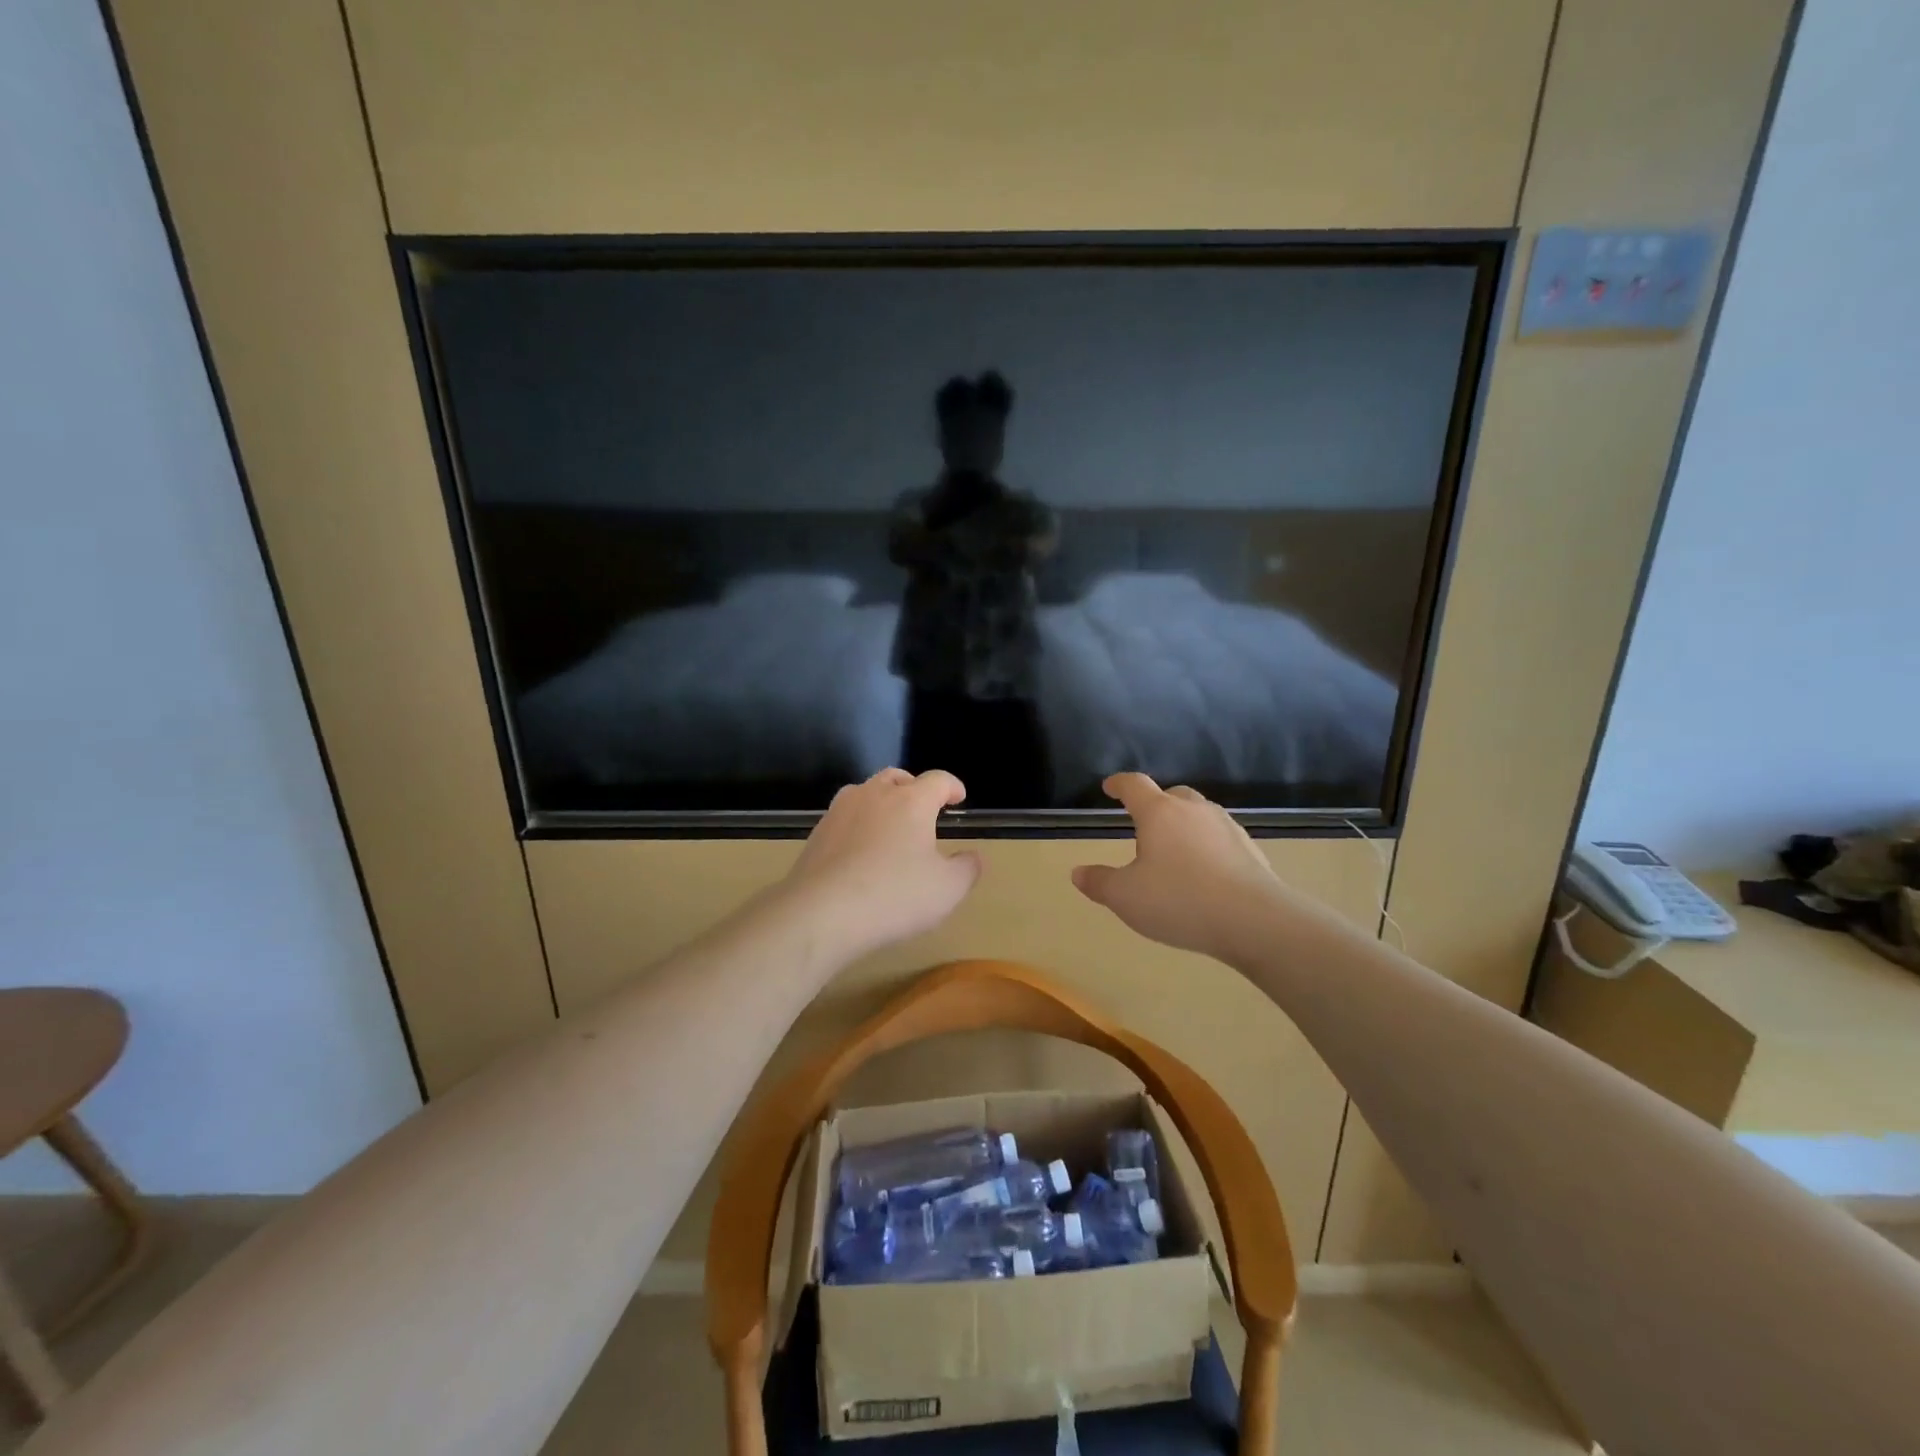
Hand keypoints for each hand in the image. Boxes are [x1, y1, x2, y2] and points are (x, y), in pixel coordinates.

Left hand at [783, 768, 981, 958]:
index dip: (952, 786)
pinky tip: (860, 850)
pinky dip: (858, 824)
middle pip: (897, 777)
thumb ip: (966, 869)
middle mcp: (874, 795)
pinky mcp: (817, 832)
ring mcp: (840, 811)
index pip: (938, 780)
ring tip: (890, 824)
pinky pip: (844, 817)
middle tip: (923, 807)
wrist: (821, 912)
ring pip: (865, 792)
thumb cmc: (894, 896)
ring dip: (882, 801)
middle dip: (914, 787)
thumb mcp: (947, 889)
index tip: (958, 798)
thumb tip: (972, 856)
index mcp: (911, 801)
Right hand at [1072, 773, 1282, 961]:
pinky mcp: (1251, 850)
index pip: (1134, 785)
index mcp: (1159, 813)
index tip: (1110, 787)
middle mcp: (1194, 811)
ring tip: (1175, 851)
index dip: (1119, 784)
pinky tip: (1206, 873)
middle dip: (1156, 804)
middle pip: (1172, 795)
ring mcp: (1227, 828)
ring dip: (1185, 826)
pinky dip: (1208, 847)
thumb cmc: (1179, 900)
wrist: (1254, 920)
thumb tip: (1078, 873)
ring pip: (1200, 815)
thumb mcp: (1126, 897)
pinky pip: (1221, 839)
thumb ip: (1099, 883)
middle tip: (1144, 824)